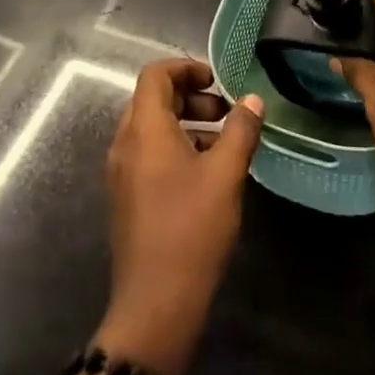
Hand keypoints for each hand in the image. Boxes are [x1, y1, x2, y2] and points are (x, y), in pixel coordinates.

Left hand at [99, 59, 262, 374]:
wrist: (155, 305)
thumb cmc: (191, 229)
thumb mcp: (225, 174)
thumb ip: (240, 130)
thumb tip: (252, 101)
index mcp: (144, 129)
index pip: (155, 75)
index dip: (186, 68)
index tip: (217, 81)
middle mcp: (125, 144)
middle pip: (152, 100)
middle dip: (191, 97)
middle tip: (226, 112)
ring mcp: (121, 173)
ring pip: (151, 128)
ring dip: (185, 123)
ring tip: (223, 142)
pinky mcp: (126, 198)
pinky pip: (148, 154)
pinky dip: (175, 148)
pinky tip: (206, 173)